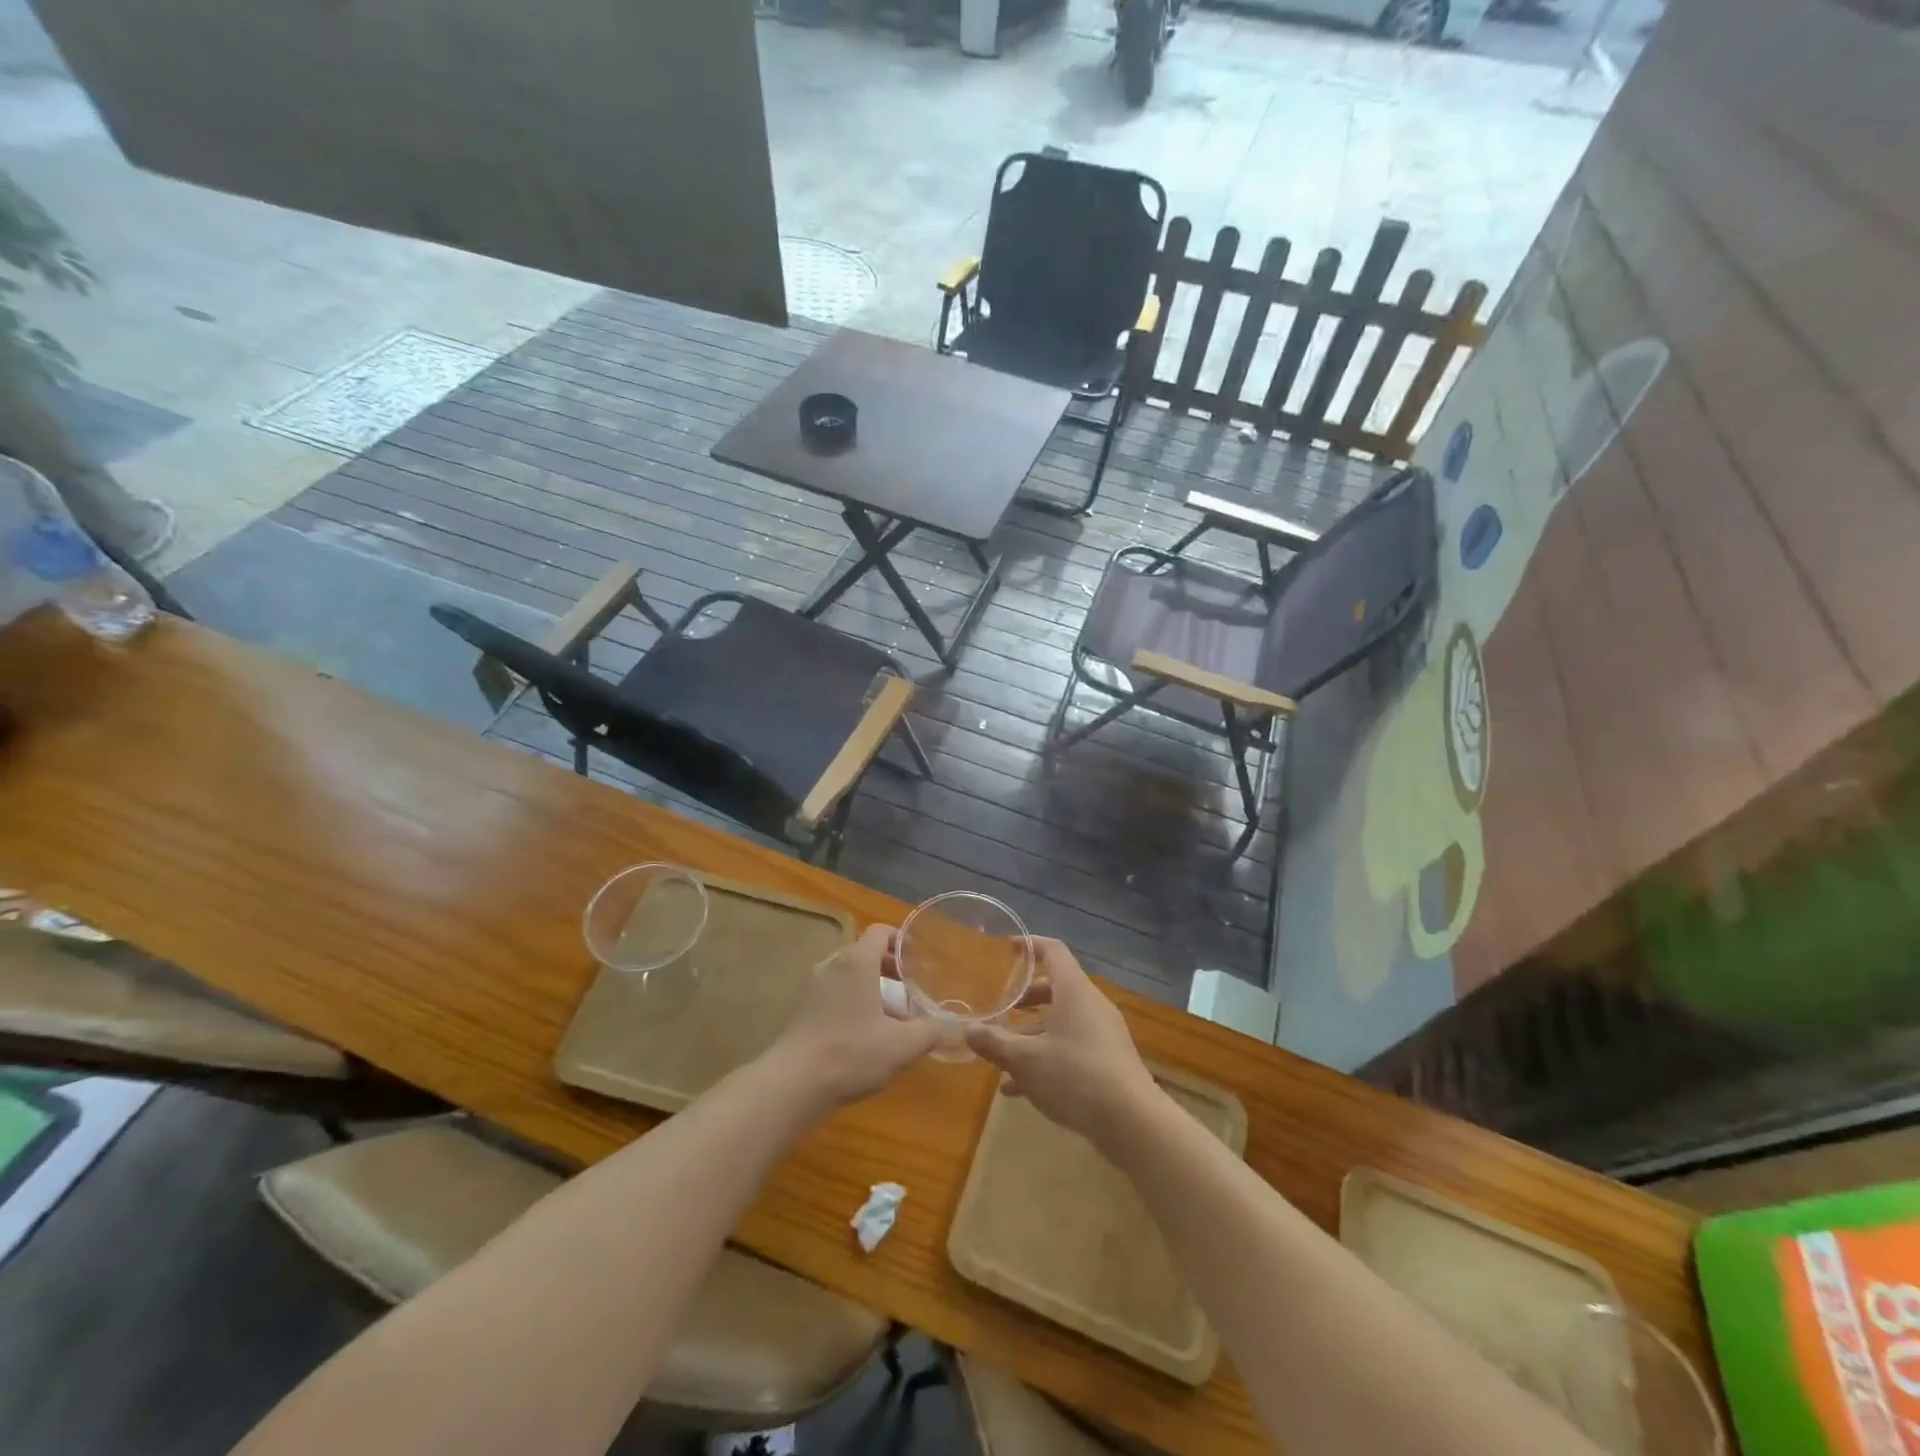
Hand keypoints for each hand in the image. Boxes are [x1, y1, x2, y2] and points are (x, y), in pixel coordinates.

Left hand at [767, 925, 940, 1111]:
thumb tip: (962, 1027)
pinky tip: (868, 1035)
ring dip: (873, 989)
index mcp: (856, 961)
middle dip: (891, 969)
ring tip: (895, 1017)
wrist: (792, 1085)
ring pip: (850, 976)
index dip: (902, 940)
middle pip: (865, 953)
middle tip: (913, 990)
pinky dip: (854, 1002)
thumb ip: (934, 1031)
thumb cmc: (851, 1053)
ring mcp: (813, 987)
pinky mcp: (802, 1010)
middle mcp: (832, 965)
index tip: (920, 959)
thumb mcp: (902, 1045)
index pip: (881, 932)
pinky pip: (835, 993)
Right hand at [966, 938, 1160, 1148]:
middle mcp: (1091, 1005)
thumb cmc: (1075, 1075)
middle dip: (1027, 999)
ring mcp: (1103, 1034)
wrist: (1132, 1122)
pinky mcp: (1109, 1061)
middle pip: (1057, 989)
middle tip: (1002, 1010)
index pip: (1054, 952)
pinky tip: (1020, 1089)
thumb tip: (968, 1030)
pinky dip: (1048, 1058)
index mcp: (1074, 991)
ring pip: (1062, 1023)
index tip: (1009, 948)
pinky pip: (1072, 1048)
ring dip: (1032, 1035)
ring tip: (1003, 1057)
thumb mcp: (1026, 1060)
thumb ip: (995, 1043)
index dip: (1031, 945)